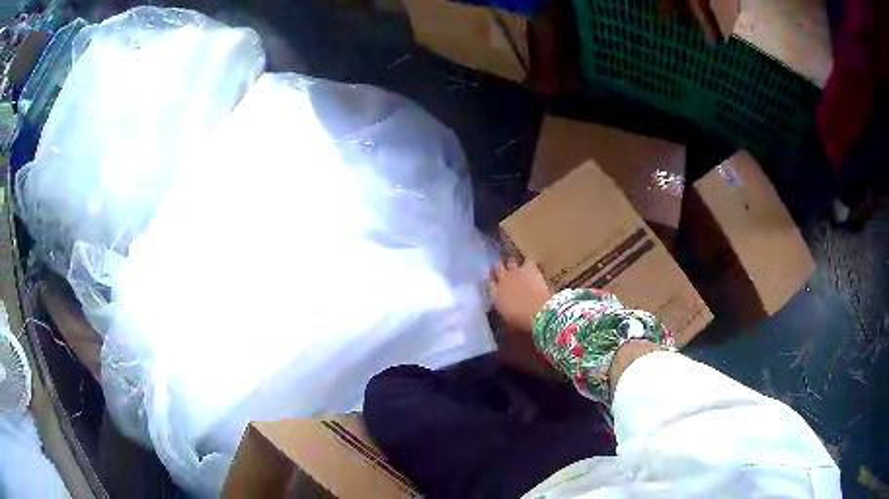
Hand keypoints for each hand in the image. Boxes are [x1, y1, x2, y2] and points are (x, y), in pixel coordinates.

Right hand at [488, 257, 550, 333]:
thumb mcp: (508, 319)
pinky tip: (533, 267)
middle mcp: (503, 280)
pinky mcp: (529, 267)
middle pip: (498, 269)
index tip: (494, 280)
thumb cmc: (521, 320)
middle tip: (505, 268)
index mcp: (496, 295)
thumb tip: (505, 308)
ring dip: (514, 263)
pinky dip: (529, 264)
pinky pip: (527, 261)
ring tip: (518, 266)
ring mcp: (515, 272)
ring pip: (511, 261)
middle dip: (501, 268)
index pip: (490, 284)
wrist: (538, 311)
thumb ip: (504, 309)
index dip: (493, 281)